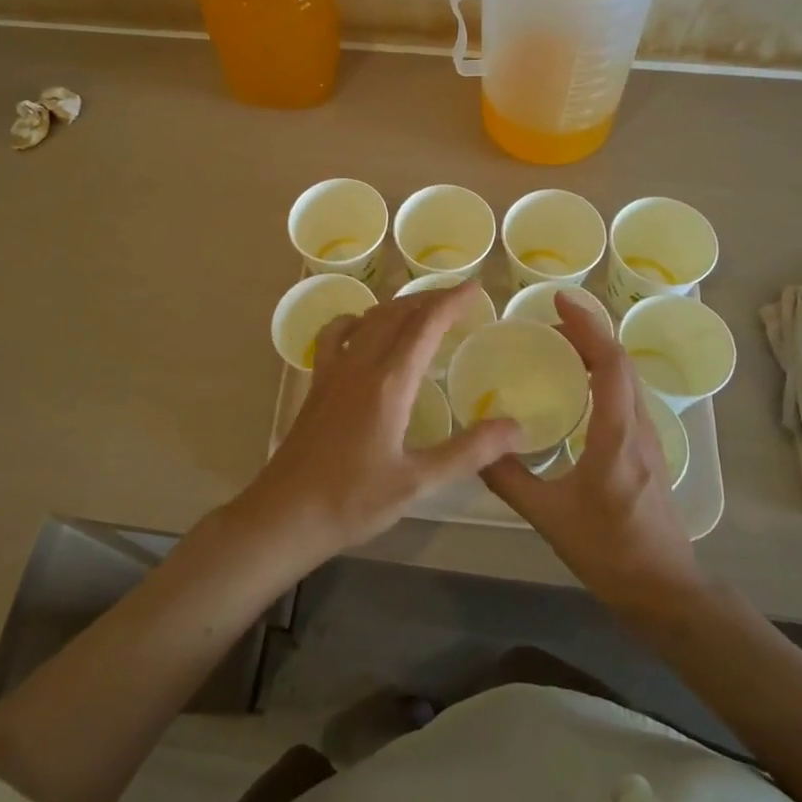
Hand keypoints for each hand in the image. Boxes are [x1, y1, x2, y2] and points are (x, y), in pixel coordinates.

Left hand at [233, 281, 524, 570]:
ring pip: (368, 319)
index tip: (475, 287)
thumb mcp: (417, 482)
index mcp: (389, 383)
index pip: (425, 325)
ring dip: (398, 306)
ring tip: (422, 310)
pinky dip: (355, 321)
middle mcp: (360, 365)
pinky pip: (335, 335)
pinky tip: (361, 328)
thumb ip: (468, 452)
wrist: (286, 514)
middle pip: (397, 314)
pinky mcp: (317, 383)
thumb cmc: (353, 500)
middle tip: (458, 298)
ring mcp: (333, 371)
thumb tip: (516, 428)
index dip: (451, 301)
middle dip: (430, 298)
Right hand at [482, 295, 699, 607]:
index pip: (610, 363)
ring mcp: (648, 438)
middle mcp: (638, 427)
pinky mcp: (647, 450)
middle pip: (620, 362)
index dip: (587, 325)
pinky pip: (626, 395)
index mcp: (617, 435)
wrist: (665, 590)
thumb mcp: (548, 517)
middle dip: (587, 332)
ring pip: (626, 378)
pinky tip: (577, 388)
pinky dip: (602, 375)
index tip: (559, 300)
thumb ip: (509, 479)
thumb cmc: (609, 551)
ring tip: (558, 346)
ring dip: (597, 352)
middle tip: (548, 323)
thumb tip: (475, 446)